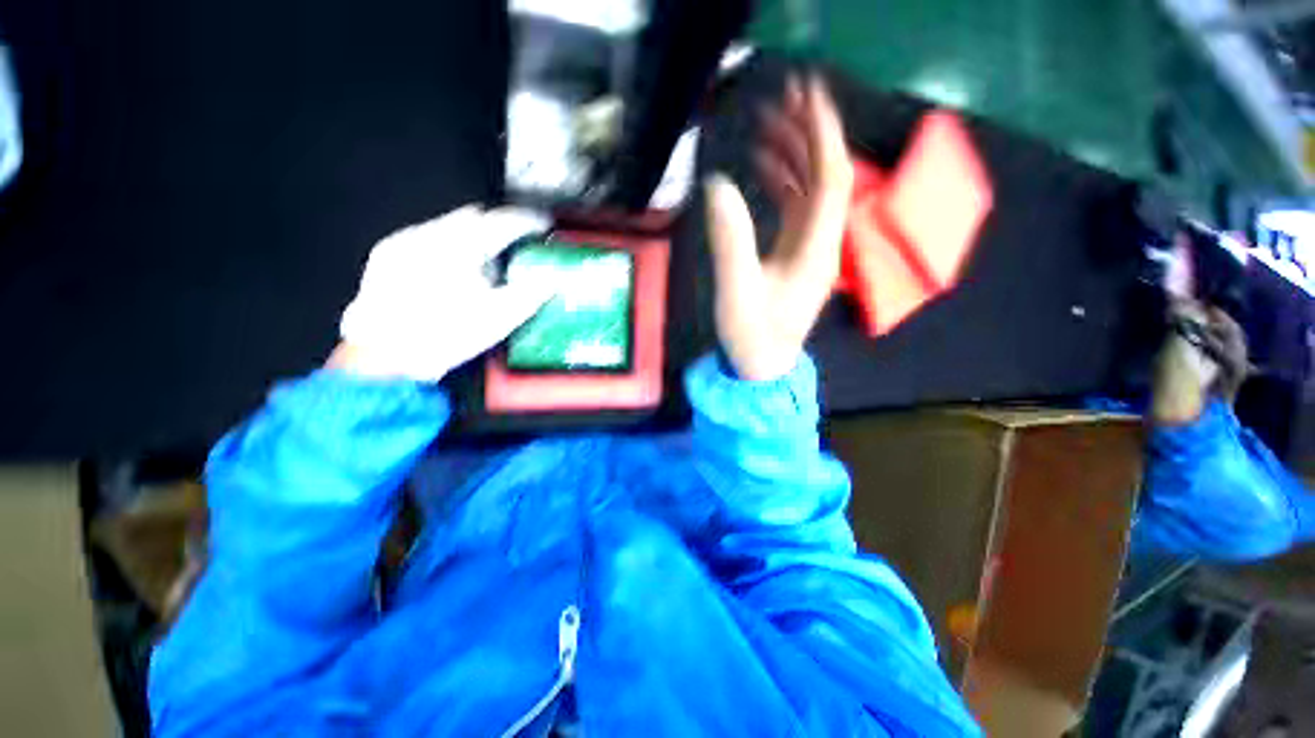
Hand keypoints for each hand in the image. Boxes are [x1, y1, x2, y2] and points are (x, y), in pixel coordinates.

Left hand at [333, 205, 551, 380]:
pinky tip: (451, 273)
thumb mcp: (500, 317)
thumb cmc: (449, 335)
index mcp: (460, 247)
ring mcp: (403, 241)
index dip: (528, 220)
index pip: (502, 221)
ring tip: (485, 265)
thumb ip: (532, 293)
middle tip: (517, 245)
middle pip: (474, 217)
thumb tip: (554, 278)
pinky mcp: (386, 254)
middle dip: (499, 227)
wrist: (385, 357)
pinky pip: (427, 237)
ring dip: (473, 238)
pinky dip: (448, 246)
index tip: (544, 224)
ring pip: (449, 225)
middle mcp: (429, 233)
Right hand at [705, 75, 852, 380]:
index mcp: (815, 249)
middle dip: (808, 132)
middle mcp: (820, 241)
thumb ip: (729, 240)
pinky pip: (795, 206)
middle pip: (825, 176)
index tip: (805, 95)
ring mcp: (808, 246)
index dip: (822, 134)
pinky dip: (781, 180)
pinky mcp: (794, 253)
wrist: (761, 365)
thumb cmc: (752, 335)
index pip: (830, 179)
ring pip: (809, 188)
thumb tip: (717, 185)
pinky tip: (762, 166)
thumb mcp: (736, 290)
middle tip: (782, 96)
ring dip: (793, 153)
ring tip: (766, 123)